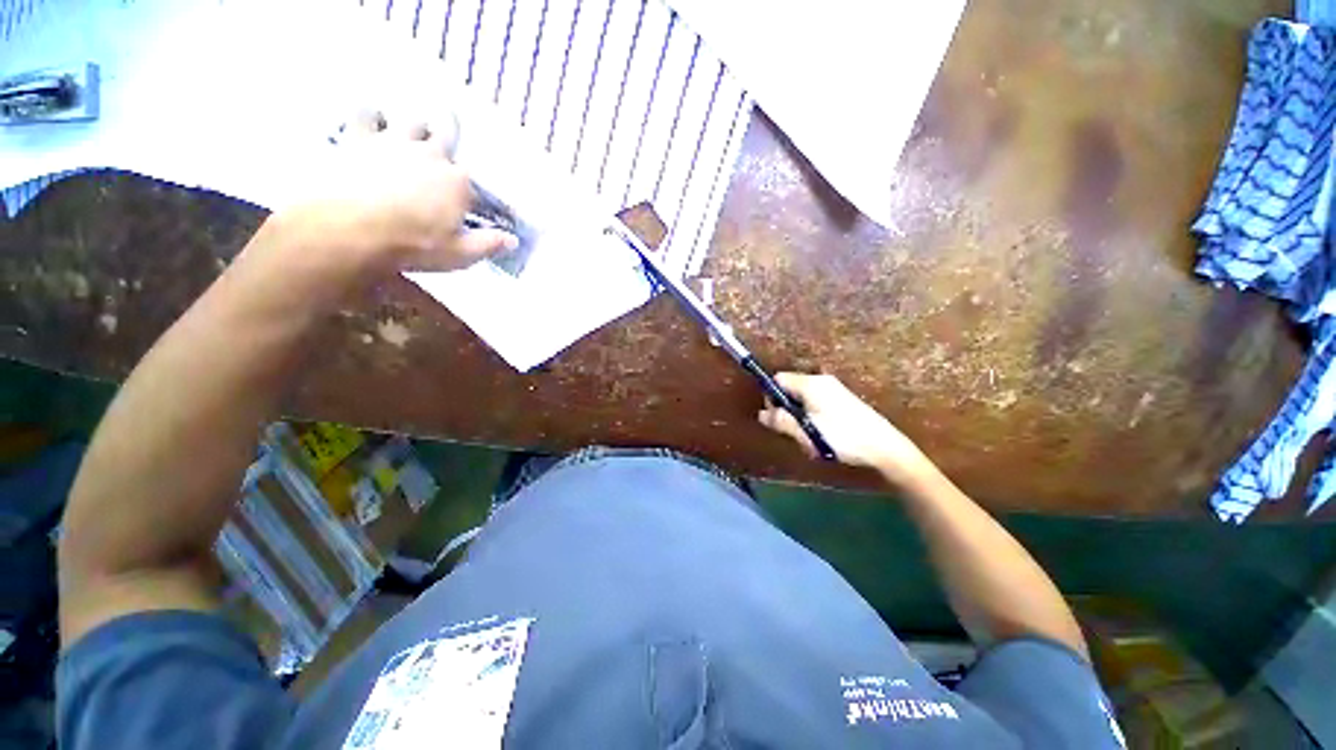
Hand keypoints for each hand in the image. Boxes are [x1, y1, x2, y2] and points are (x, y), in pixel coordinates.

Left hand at [281, 109, 515, 274]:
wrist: (350, 229)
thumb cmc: (412, 245)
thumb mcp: (460, 254)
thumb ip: (489, 244)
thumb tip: (513, 240)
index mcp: (458, 183)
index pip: (472, 183)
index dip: (469, 192)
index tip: (465, 203)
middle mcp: (432, 155)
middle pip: (446, 137)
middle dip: (448, 140)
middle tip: (443, 147)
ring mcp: (395, 142)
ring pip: (411, 120)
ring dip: (415, 126)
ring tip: (411, 135)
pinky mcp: (359, 138)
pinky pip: (365, 114)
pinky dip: (370, 116)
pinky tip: (372, 122)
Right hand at [758, 373, 936, 484]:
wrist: (884, 447)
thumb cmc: (842, 437)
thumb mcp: (806, 431)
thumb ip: (781, 420)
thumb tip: (761, 414)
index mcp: (811, 383)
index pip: (778, 379)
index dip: (771, 396)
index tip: (776, 417)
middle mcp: (821, 381)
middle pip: (790, 388)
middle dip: (786, 409)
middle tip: (794, 430)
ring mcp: (833, 390)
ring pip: (802, 399)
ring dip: (799, 417)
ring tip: (811, 437)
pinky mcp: (842, 401)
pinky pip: (815, 404)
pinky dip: (812, 418)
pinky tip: (823, 437)